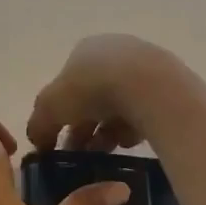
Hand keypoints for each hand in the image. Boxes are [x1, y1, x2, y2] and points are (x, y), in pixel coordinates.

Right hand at [27, 34, 191, 152]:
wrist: (150, 87)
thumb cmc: (91, 89)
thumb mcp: (50, 108)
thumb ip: (39, 124)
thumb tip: (37, 140)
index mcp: (84, 50)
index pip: (66, 85)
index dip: (60, 114)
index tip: (59, 140)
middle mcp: (114, 52)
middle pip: (93, 96)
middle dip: (84, 127)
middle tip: (81, 154)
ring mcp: (144, 66)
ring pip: (119, 105)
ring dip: (107, 131)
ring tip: (105, 153)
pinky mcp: (168, 85)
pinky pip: (143, 111)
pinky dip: (133, 127)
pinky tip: (129, 142)